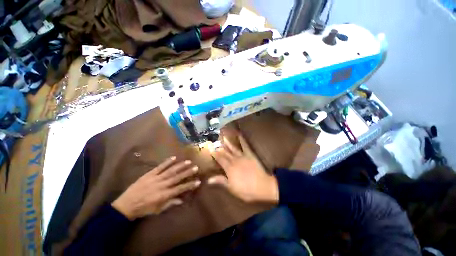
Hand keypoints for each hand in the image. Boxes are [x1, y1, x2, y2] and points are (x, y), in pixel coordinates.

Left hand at [112, 157, 199, 219]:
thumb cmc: (143, 209)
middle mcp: (161, 185)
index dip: (189, 185)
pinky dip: (167, 162)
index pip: (180, 189)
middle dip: (187, 172)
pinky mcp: (150, 174)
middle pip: (177, 177)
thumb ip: (170, 203)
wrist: (126, 204)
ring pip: (170, 171)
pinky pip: (160, 167)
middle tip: (196, 167)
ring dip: (180, 166)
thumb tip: (182, 199)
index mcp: (163, 195)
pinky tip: (174, 157)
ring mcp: (155, 178)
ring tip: (188, 162)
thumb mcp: (157, 210)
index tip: (198, 181)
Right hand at [209, 135, 278, 202]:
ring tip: (223, 137)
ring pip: (233, 148)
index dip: (215, 154)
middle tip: (215, 143)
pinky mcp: (250, 155)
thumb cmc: (246, 190)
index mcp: (229, 168)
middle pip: (225, 153)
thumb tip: (209, 179)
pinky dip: (242, 140)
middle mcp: (234, 160)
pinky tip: (240, 135)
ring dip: (228, 143)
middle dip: (219, 148)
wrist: (263, 186)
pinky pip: (245, 146)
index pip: (220, 159)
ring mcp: (242, 156)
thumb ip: (221, 181)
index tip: (211, 150)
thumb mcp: (232, 188)